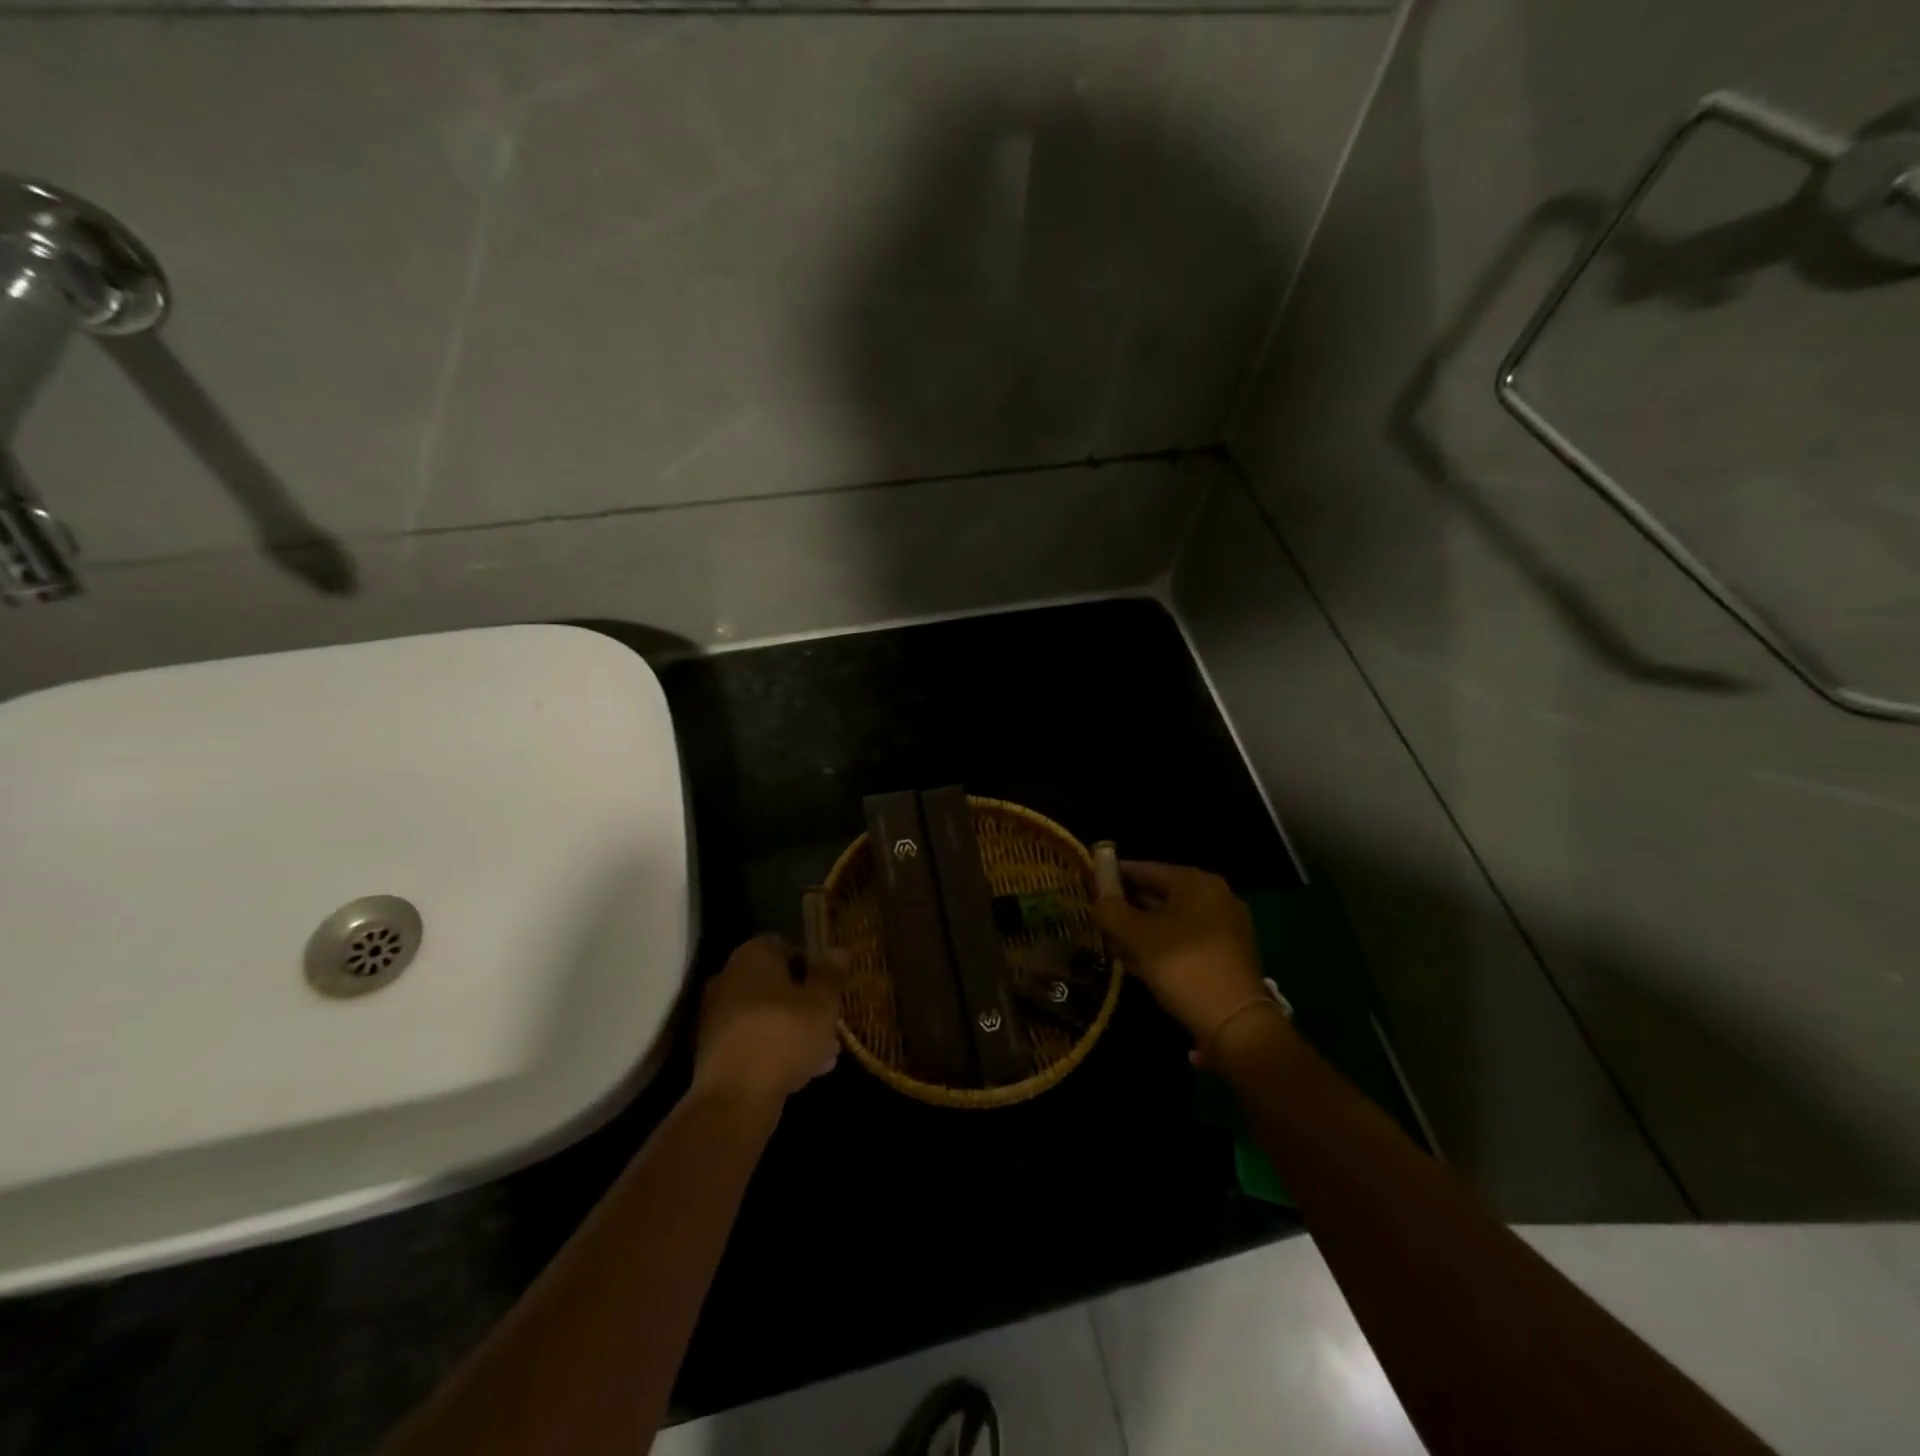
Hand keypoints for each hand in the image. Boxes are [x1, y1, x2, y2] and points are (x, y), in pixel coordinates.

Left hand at [692, 934, 845, 1103]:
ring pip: (768, 1015)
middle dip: (805, 1001)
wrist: (734, 1099)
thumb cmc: (784, 1035)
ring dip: (795, 1029)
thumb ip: (831, 974)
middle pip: (777, 983)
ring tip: (827, 1053)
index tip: (832, 987)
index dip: (813, 964)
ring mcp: (718, 1016)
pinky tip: (804, 1071)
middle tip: (831, 1022)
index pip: (786, 945)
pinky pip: (755, 1040)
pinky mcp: (716, 1051)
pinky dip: (777, 1049)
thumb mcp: (821, 1002)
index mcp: (752, 955)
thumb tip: (838, 950)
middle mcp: (729, 978)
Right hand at [1092, 862, 1271, 1048]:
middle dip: (1127, 905)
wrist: (1236, 1024)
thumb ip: (1112, 911)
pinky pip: (1184, 942)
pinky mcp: (1226, 957)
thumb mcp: (1139, 937)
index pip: (1146, 869)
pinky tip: (1136, 962)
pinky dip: (1160, 947)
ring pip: (1171, 921)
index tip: (1089, 882)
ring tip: (1110, 940)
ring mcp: (1224, 929)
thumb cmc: (1185, 967)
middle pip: (1160, 894)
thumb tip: (1097, 898)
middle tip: (1096, 915)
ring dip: (1141, 930)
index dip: (1115, 875)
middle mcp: (1215, 898)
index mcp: (1196, 883)